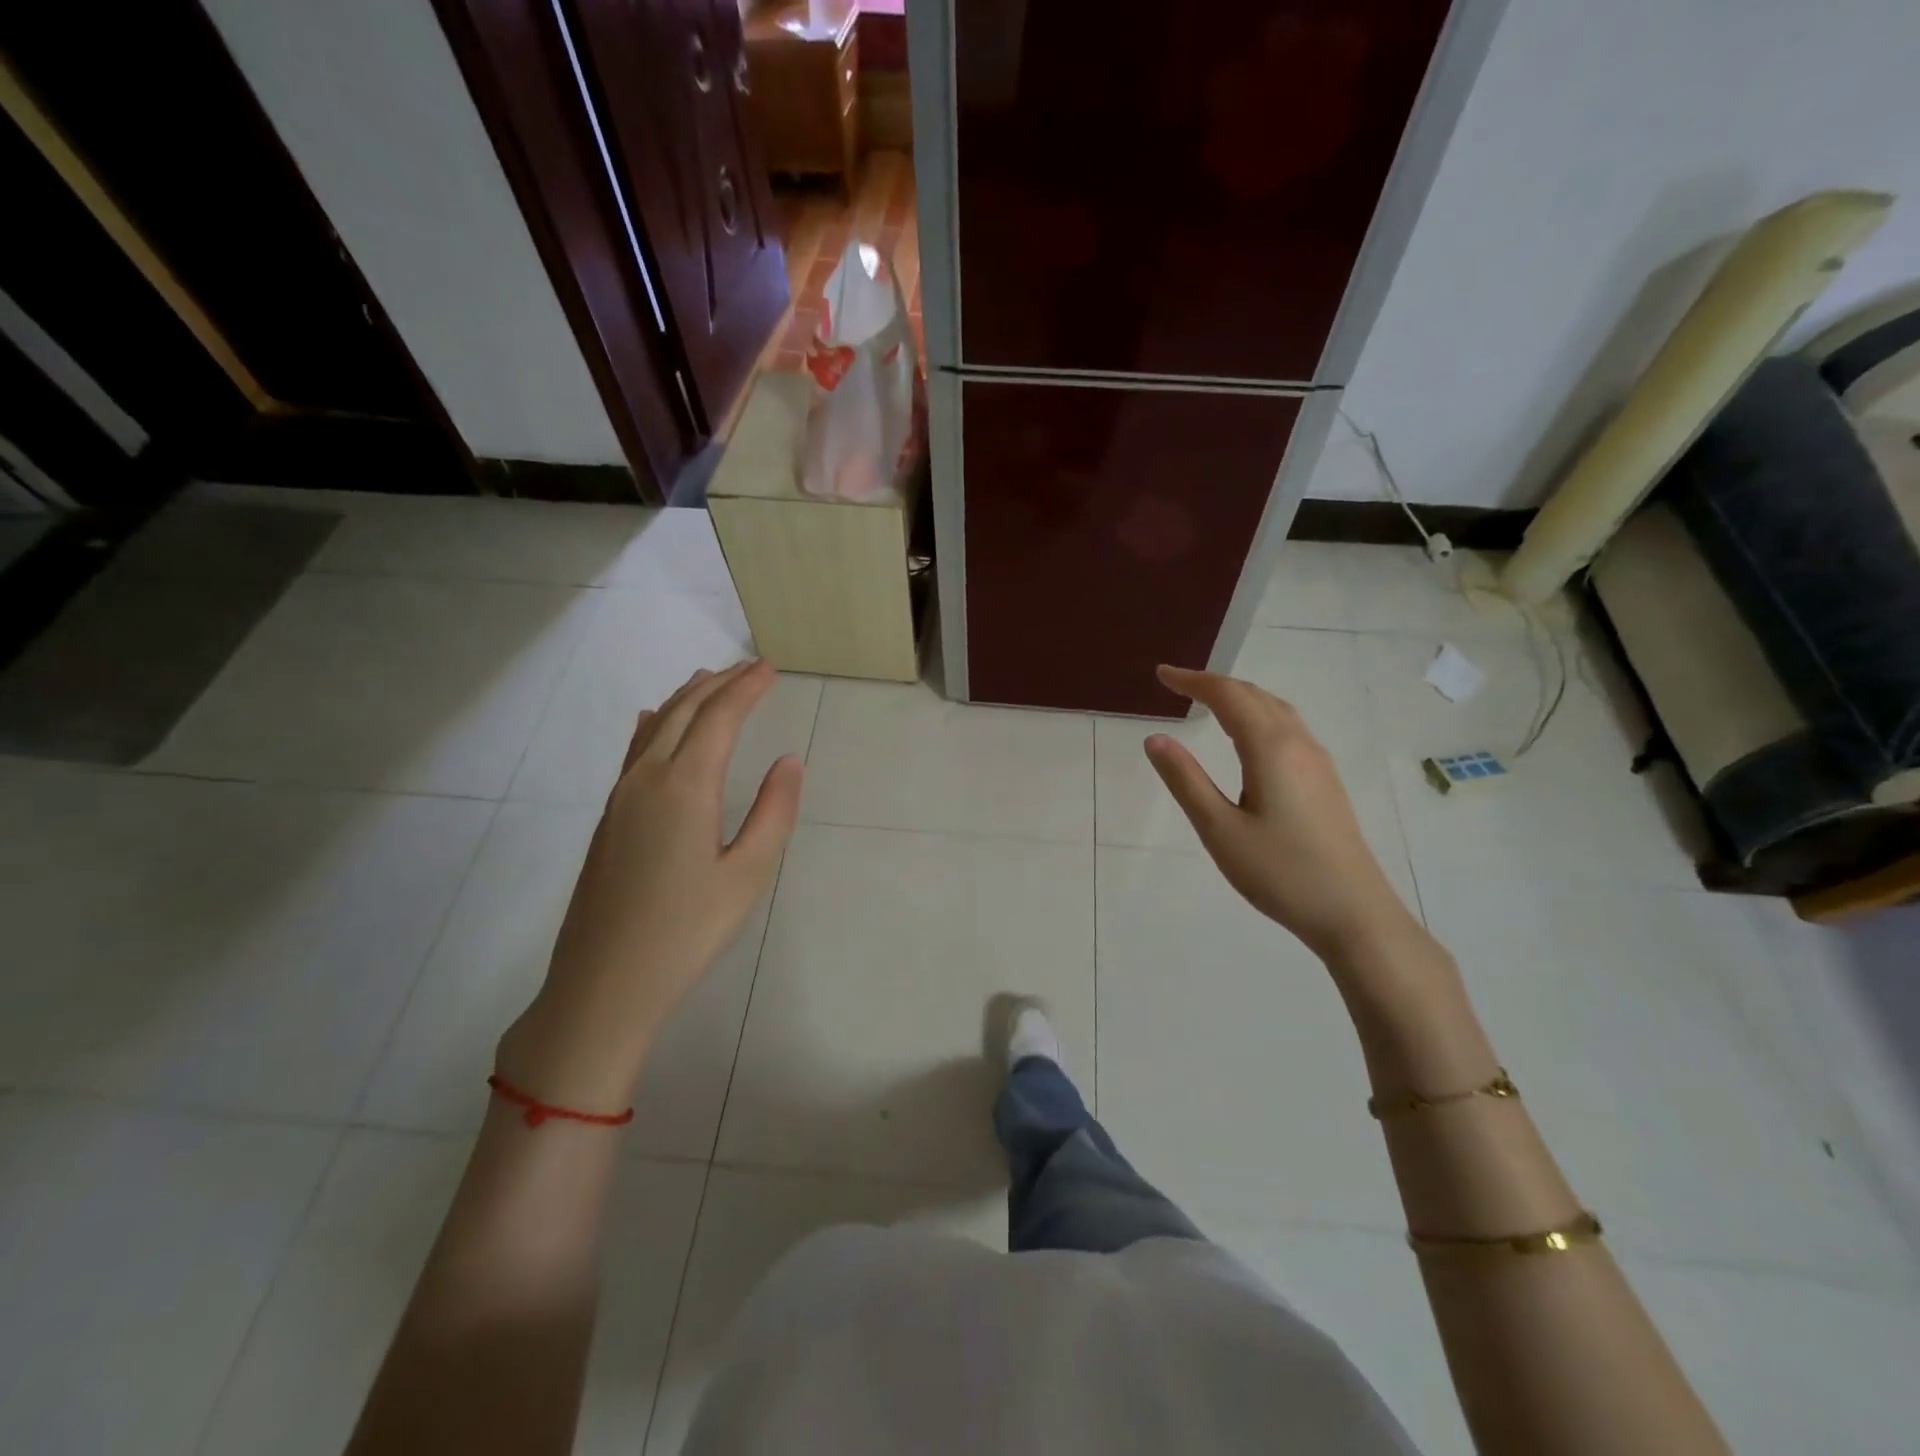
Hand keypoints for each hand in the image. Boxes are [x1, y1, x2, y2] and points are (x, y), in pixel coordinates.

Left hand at [497, 660, 802, 1109]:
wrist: (604, 984)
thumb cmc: (687, 932)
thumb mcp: (748, 875)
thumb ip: (774, 813)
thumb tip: (789, 761)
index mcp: (685, 787)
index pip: (719, 718)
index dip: (746, 689)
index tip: (769, 669)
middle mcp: (647, 779)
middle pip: (684, 712)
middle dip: (718, 683)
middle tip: (749, 667)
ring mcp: (620, 797)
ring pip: (655, 727)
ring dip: (686, 697)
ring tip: (710, 679)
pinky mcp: (608, 818)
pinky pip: (634, 751)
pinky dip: (654, 724)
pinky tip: (654, 720)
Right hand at [1145, 664, 1420, 963]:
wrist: (1353, 912)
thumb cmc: (1280, 872)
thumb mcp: (1220, 830)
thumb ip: (1185, 780)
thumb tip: (1155, 739)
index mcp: (1270, 749)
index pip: (1228, 696)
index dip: (1193, 681)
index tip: (1162, 675)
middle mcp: (1298, 744)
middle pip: (1255, 695)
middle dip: (1214, 684)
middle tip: (1178, 685)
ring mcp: (1317, 761)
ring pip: (1276, 710)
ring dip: (1240, 697)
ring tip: (1208, 702)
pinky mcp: (1325, 780)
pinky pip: (1288, 727)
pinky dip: (1259, 715)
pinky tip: (1249, 737)